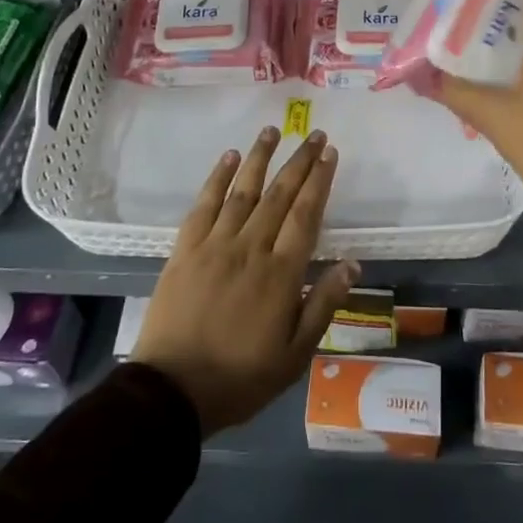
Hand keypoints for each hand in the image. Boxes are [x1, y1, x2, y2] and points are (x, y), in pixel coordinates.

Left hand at [134, 127, 356, 435]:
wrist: (171, 391)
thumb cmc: (241, 377)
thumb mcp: (295, 355)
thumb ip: (323, 305)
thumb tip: (351, 264)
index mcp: (281, 274)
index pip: (306, 215)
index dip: (320, 181)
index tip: (330, 153)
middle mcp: (250, 248)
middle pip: (279, 195)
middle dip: (299, 161)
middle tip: (312, 134)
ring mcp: (215, 245)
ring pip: (242, 191)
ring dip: (260, 158)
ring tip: (273, 130)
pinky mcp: (185, 249)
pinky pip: (204, 205)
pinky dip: (217, 178)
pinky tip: (229, 157)